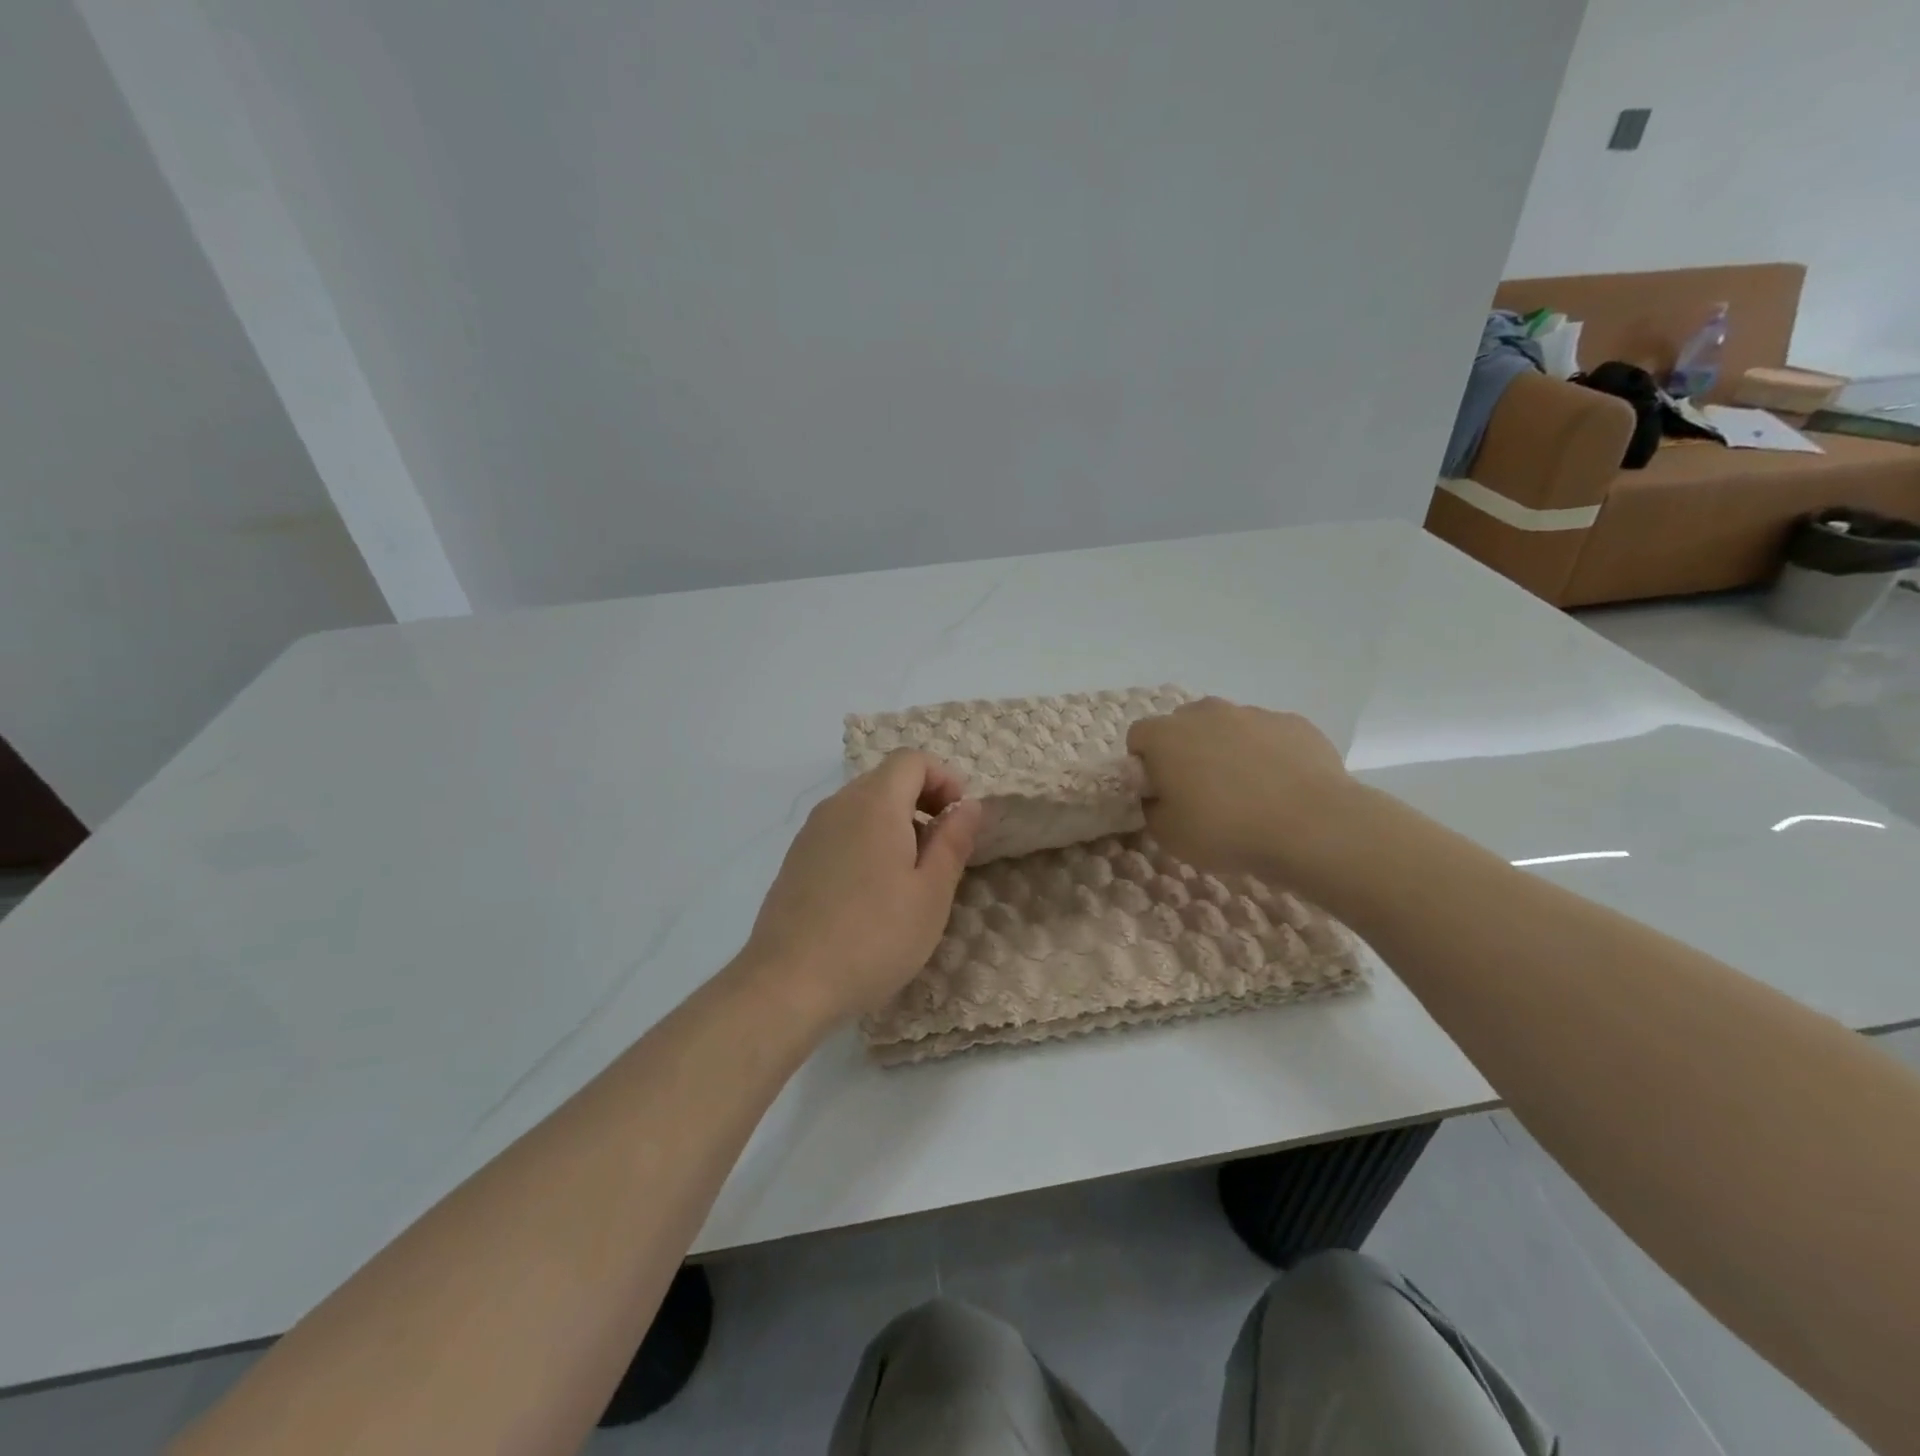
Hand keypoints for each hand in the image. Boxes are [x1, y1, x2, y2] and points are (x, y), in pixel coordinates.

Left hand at [742, 751, 981, 1024]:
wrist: (787, 983)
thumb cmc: (874, 937)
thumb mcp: (931, 893)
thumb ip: (953, 841)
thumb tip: (968, 805)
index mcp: (875, 803)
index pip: (912, 759)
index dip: (944, 778)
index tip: (961, 817)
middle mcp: (838, 805)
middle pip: (886, 779)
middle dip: (923, 800)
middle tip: (943, 849)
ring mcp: (811, 831)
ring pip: (863, 805)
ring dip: (895, 823)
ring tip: (910, 875)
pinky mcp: (796, 859)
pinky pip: (841, 830)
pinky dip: (867, 841)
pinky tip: (872, 892)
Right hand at [1127, 697, 1355, 882]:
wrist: (1312, 826)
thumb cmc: (1225, 830)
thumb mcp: (1168, 835)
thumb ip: (1152, 808)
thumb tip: (1158, 796)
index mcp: (1166, 736)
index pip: (1138, 738)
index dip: (1144, 766)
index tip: (1160, 793)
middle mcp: (1205, 712)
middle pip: (1182, 726)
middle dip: (1185, 752)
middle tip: (1200, 793)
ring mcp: (1252, 713)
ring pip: (1227, 727)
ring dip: (1227, 750)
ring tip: (1246, 792)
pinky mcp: (1293, 722)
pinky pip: (1268, 735)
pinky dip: (1267, 754)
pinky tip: (1281, 787)